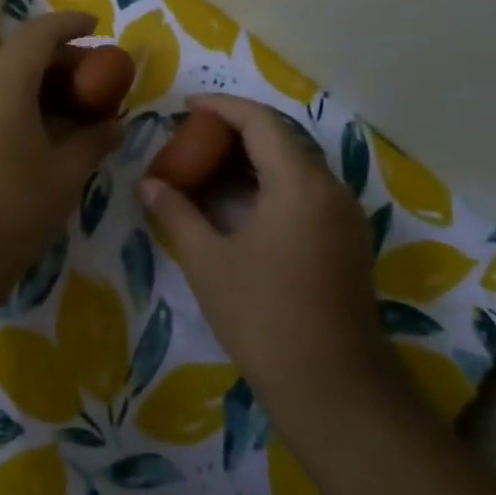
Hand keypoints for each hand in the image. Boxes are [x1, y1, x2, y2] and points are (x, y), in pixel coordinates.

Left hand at [0, 11, 121, 300]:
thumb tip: (114, 125)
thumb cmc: (11, 210)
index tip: (97, 27)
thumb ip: (92, 140)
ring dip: (36, 84)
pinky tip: (35, 131)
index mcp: (0, 80)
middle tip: (95, 81)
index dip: (71, 24)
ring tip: (70, 109)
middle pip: (19, 54)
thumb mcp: (64, 175)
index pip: (40, 32)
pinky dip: (13, 102)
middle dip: (60, 61)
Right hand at [139, 95, 397, 434]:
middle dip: (236, 132)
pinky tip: (240, 205)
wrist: (333, 387)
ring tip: (209, 167)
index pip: (261, 122)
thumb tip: (149, 183)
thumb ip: (177, 213)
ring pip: (296, 168)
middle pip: (282, 140)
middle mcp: (330, 189)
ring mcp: (344, 217)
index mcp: (300, 183)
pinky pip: (306, 193)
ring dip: (254, 159)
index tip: (187, 107)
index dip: (222, 107)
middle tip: (192, 139)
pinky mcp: (346, 243)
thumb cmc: (264, 316)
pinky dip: (271, 185)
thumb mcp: (208, 261)